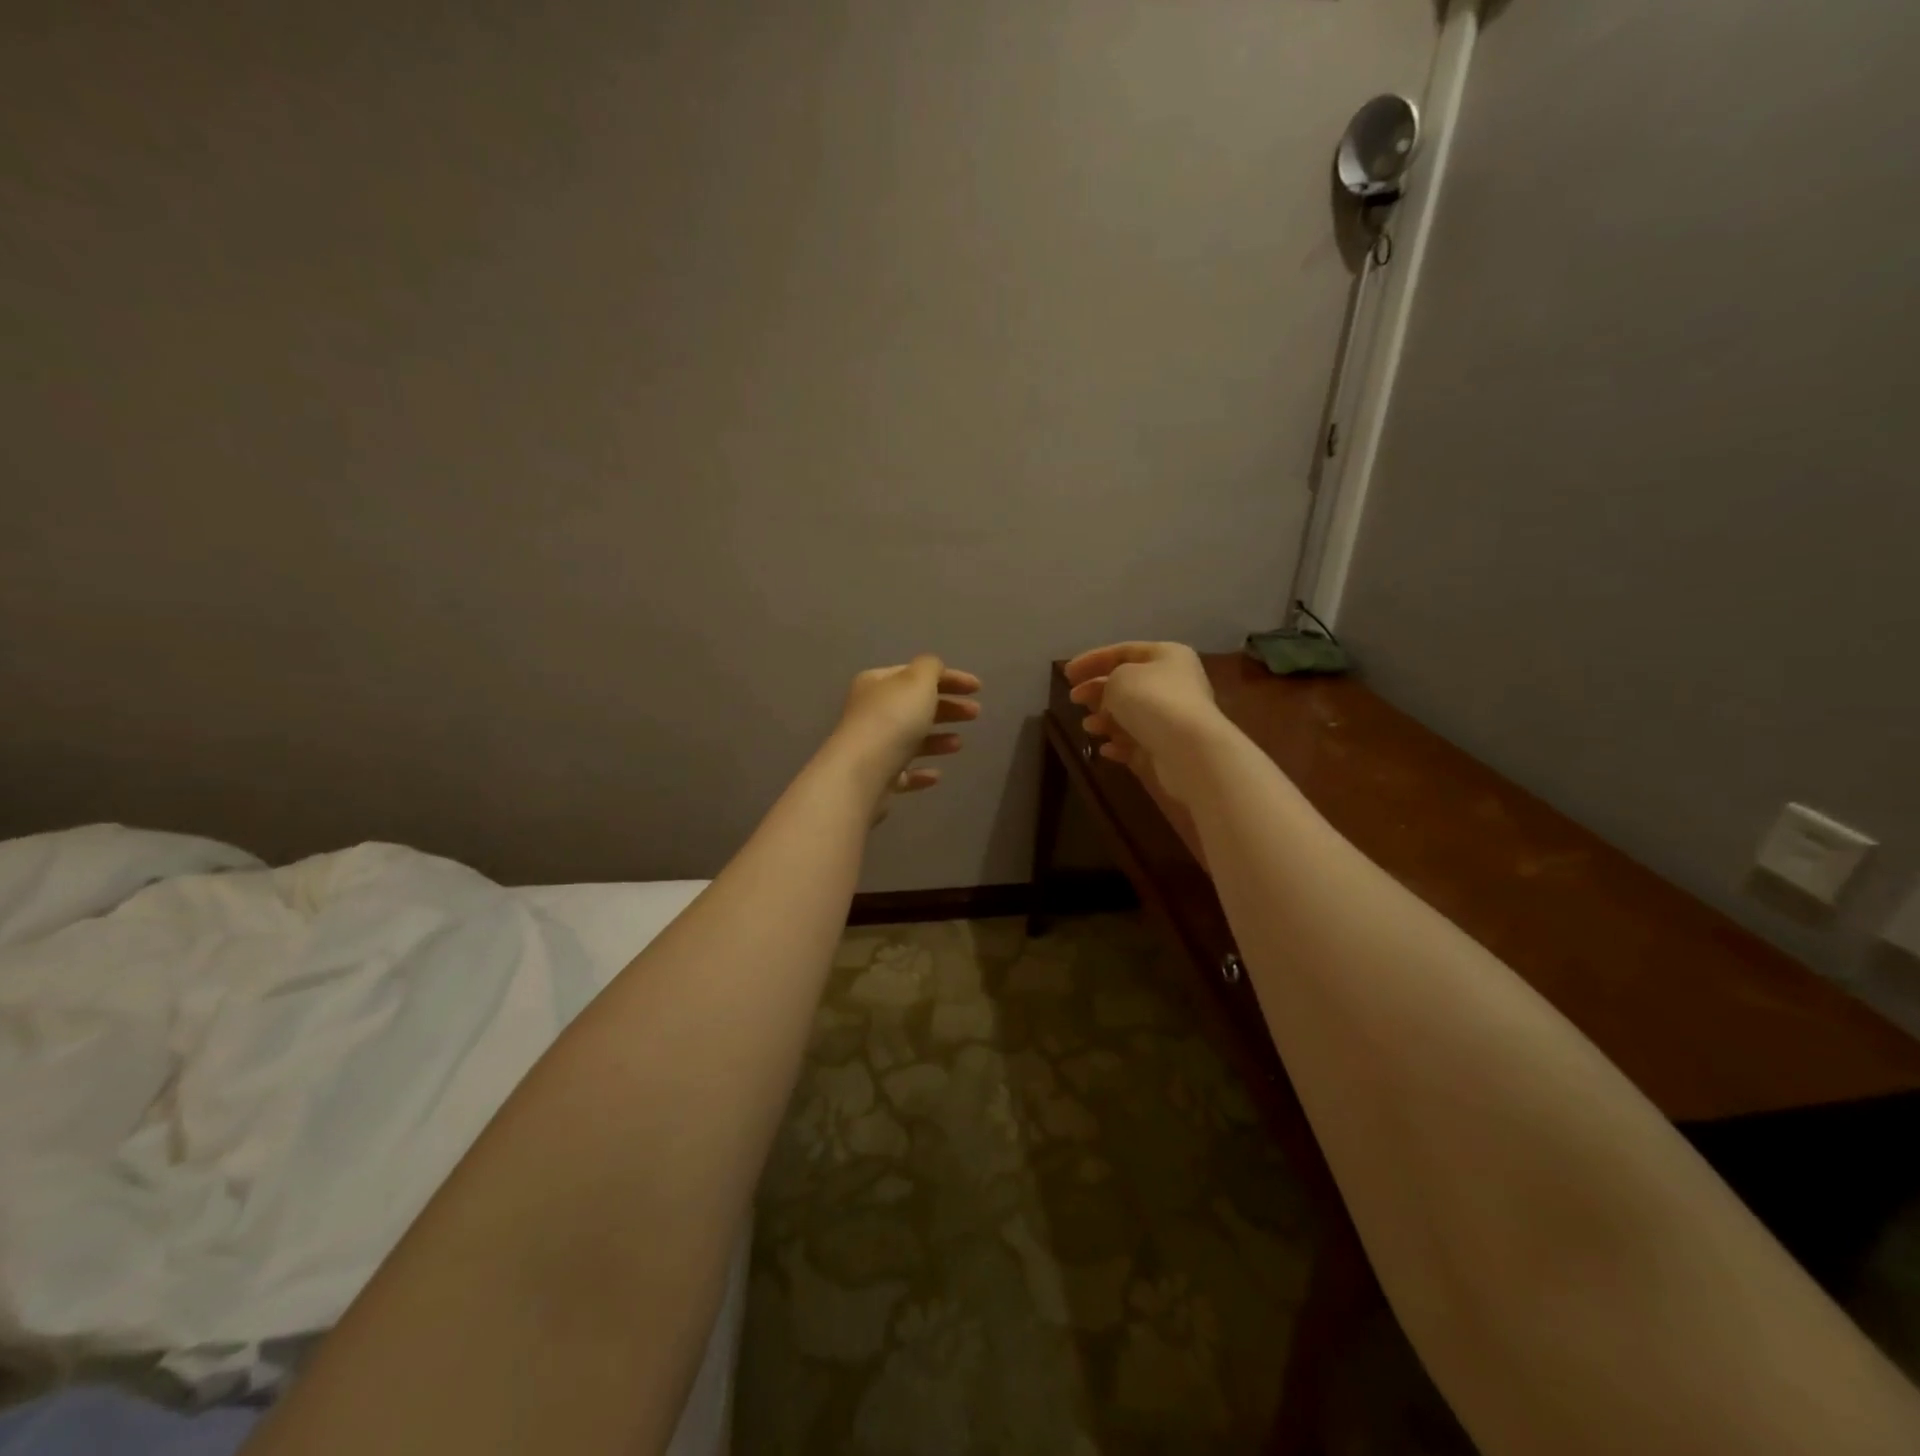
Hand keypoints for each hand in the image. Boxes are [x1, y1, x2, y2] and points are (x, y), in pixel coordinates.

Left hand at [828, 656, 980, 819]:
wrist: (863, 773)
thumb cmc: (893, 720)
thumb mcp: (917, 681)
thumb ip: (930, 668)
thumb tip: (933, 669)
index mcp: (877, 683)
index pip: (917, 674)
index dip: (950, 678)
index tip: (979, 688)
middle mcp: (871, 712)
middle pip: (915, 706)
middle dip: (948, 708)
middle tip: (975, 713)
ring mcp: (872, 746)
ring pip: (910, 739)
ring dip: (937, 739)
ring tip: (959, 744)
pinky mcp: (877, 778)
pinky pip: (904, 771)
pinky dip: (921, 771)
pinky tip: (937, 775)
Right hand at [1063, 642, 1222, 806]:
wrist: (1189, 750)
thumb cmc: (1152, 702)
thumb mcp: (1119, 679)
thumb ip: (1107, 680)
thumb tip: (1109, 697)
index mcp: (1167, 656)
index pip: (1123, 651)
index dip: (1092, 660)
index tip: (1066, 674)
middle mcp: (1174, 683)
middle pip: (1128, 683)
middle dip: (1097, 691)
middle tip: (1074, 699)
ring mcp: (1173, 717)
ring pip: (1131, 714)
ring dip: (1106, 719)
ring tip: (1088, 727)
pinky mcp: (1169, 747)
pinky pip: (1138, 741)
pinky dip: (1120, 744)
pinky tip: (1106, 749)